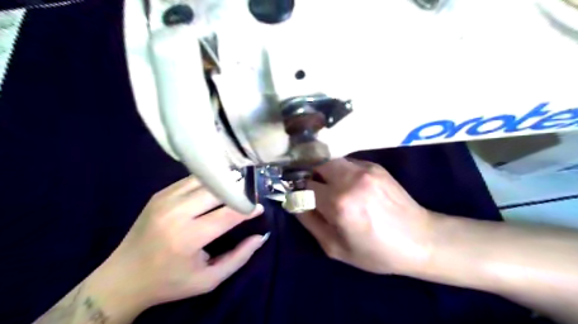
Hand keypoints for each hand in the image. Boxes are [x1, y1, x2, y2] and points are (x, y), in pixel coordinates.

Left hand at [101, 176, 265, 309]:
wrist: (122, 278)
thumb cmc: (169, 282)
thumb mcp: (208, 280)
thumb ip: (239, 257)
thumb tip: (261, 237)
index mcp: (187, 237)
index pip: (228, 214)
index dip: (248, 209)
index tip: (260, 207)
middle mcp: (175, 213)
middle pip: (217, 191)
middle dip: (238, 191)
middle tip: (250, 195)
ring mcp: (165, 199)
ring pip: (205, 180)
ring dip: (224, 183)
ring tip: (237, 188)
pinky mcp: (160, 194)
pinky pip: (191, 180)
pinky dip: (209, 182)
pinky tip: (217, 187)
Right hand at [298, 158, 432, 273]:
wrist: (420, 239)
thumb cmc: (375, 251)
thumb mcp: (335, 247)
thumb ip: (310, 222)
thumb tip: (294, 202)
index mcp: (338, 203)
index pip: (305, 186)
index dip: (299, 192)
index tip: (299, 198)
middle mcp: (350, 180)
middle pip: (317, 165)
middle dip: (312, 177)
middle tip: (317, 192)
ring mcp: (365, 169)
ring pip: (332, 161)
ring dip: (326, 173)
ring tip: (334, 189)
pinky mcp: (375, 166)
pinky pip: (349, 163)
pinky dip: (343, 172)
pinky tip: (353, 187)